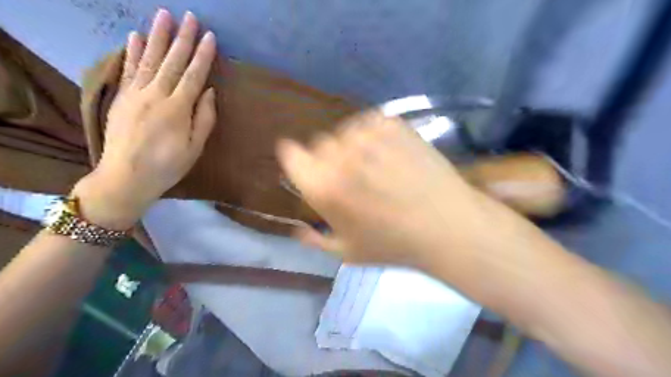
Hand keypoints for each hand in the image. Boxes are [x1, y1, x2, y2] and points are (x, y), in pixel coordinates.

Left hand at [75, 10, 217, 228]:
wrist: (126, 177)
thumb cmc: (167, 166)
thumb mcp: (195, 148)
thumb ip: (204, 119)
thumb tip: (209, 92)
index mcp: (177, 109)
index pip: (193, 76)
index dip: (203, 56)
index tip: (210, 37)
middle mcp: (156, 95)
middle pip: (172, 62)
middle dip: (183, 39)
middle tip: (191, 17)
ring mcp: (135, 94)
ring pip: (150, 60)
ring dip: (158, 36)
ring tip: (165, 16)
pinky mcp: (121, 97)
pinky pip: (128, 69)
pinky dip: (133, 52)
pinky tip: (136, 36)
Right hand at [277, 109, 491, 269]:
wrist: (447, 226)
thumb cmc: (394, 244)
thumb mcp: (347, 252)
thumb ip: (315, 240)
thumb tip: (297, 229)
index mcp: (323, 185)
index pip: (290, 154)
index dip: (297, 159)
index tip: (307, 167)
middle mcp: (340, 155)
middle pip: (319, 143)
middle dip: (328, 159)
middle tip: (351, 177)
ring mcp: (368, 135)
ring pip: (345, 131)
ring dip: (352, 146)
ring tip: (374, 165)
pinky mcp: (393, 123)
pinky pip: (369, 122)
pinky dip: (373, 134)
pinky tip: (389, 152)